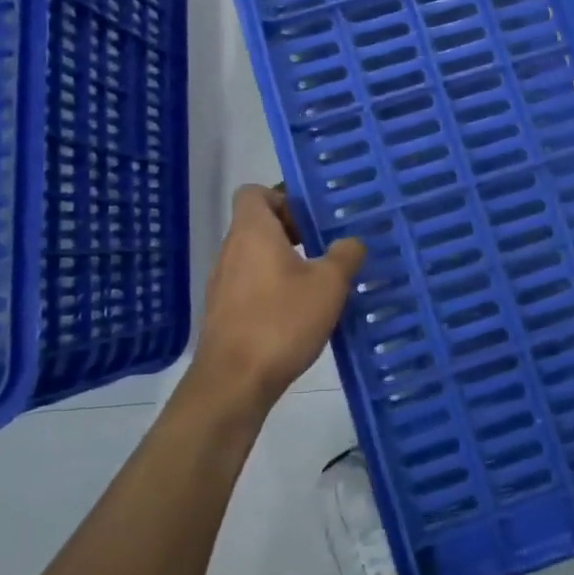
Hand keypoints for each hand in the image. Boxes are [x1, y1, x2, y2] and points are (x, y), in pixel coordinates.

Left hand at [189, 185, 365, 417]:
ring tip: (317, 279)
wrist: (234, 382)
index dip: (281, 197)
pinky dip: (272, 286)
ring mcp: (222, 282)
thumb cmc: (281, 321)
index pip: (253, 192)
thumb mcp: (329, 285)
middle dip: (291, 230)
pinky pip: (250, 284)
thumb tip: (351, 242)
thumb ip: (345, 255)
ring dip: (283, 260)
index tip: (310, 217)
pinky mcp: (223, 312)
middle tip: (324, 245)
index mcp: (252, 232)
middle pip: (257, 224)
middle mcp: (231, 250)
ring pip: (254, 256)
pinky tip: (298, 311)